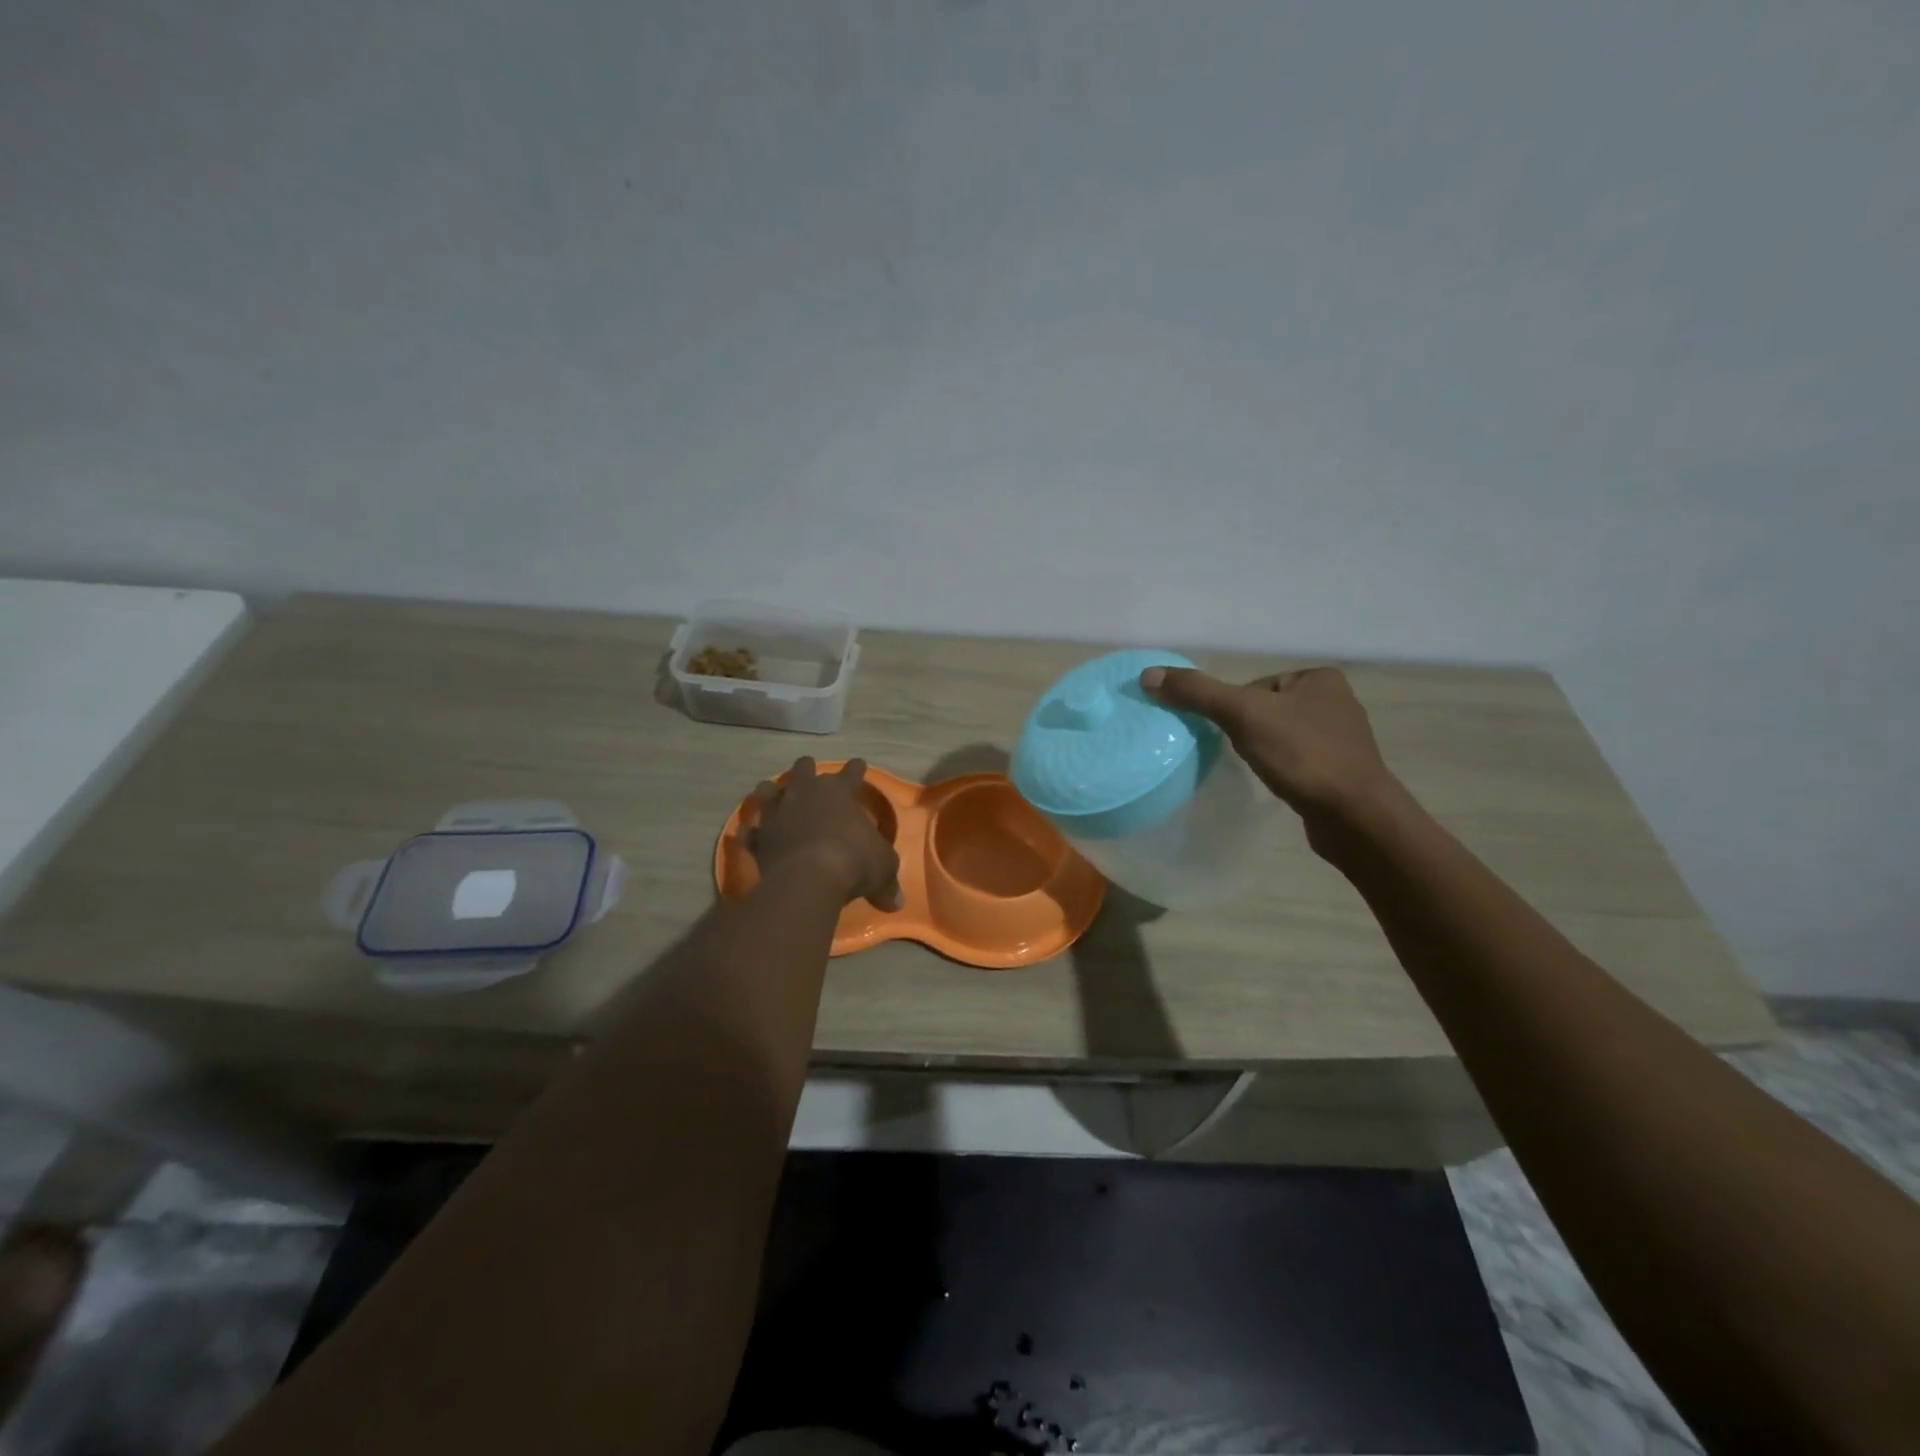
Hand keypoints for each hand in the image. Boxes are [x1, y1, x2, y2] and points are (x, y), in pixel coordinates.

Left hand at [745, 758, 902, 910]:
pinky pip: (752, 832)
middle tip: (808, 769)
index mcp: (839, 792)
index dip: (856, 768)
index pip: (851, 773)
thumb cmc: (854, 861)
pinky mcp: (760, 838)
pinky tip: (749, 834)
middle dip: (807, 769)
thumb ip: (887, 881)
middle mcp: (806, 794)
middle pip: (803, 770)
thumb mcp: (882, 870)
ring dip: (771, 792)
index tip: (859, 763)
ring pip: (768, 791)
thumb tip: (897, 902)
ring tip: (770, 791)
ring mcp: (778, 813)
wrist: (808, 878)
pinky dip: (752, 832)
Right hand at [1140, 665, 1395, 825]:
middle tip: (1240, 752)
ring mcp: (1341, 739)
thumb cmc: (1302, 755)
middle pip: (1263, 710)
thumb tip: (1148, 675)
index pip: (1253, 686)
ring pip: (1279, 736)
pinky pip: (1295, 760)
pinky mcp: (1339, 771)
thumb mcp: (1242, 715)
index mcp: (1319, 678)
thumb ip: (1197, 692)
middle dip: (1246, 731)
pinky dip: (1280, 769)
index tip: (1230, 733)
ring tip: (1260, 769)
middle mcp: (1335, 702)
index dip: (1233, 709)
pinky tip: (1278, 782)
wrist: (1355, 816)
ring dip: (1262, 751)